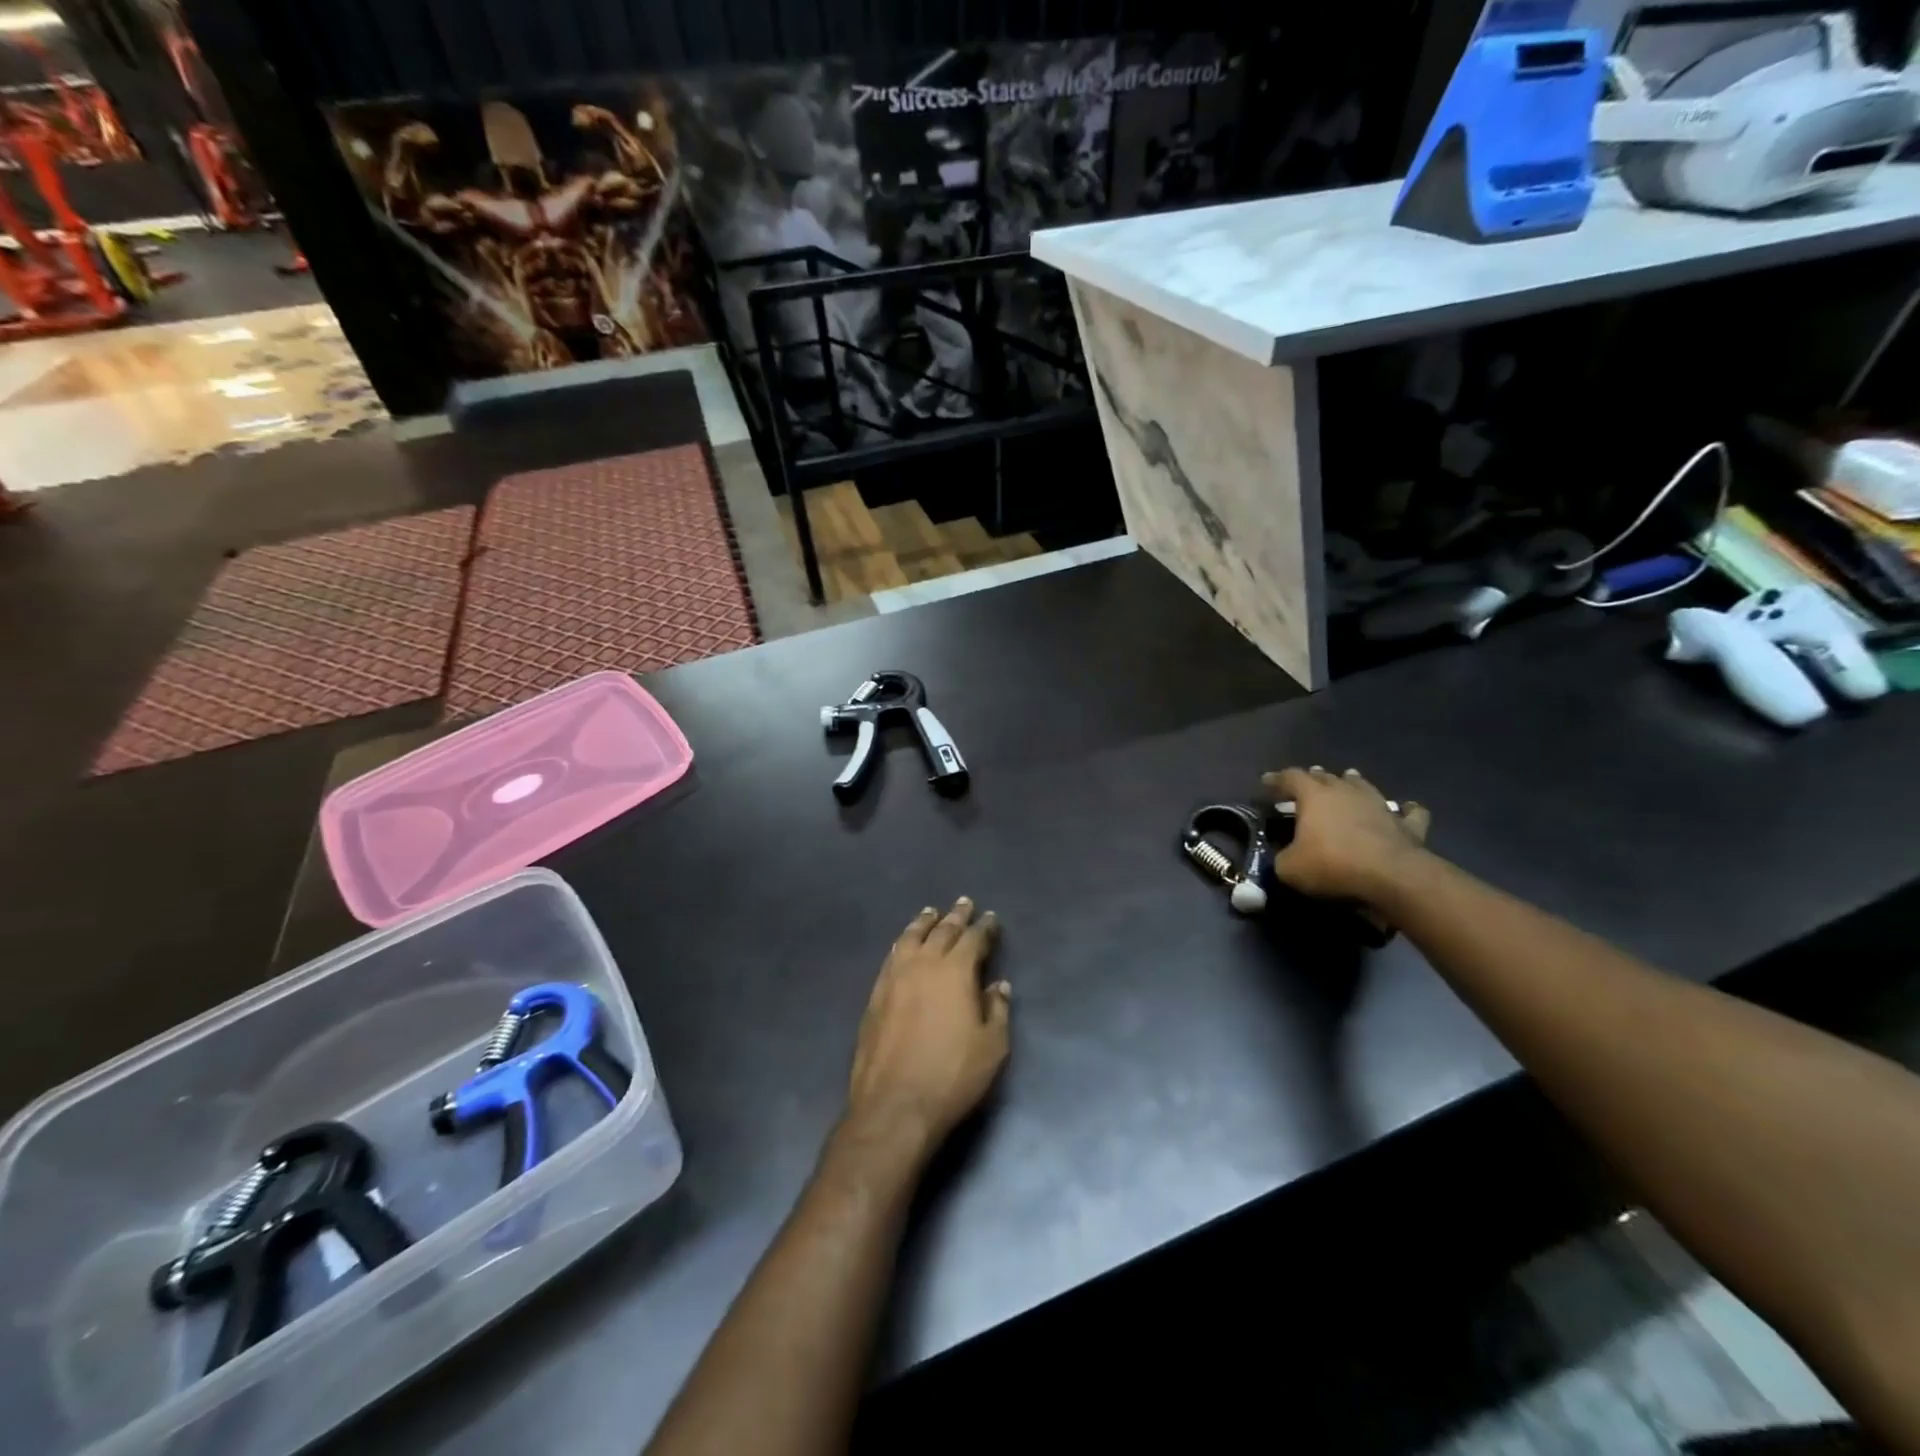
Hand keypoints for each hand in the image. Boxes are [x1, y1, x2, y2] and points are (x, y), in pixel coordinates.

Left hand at [846, 898, 1010, 1159]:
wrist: (894, 1104)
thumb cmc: (952, 1076)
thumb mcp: (991, 1047)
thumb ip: (997, 1010)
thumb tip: (998, 985)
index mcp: (955, 971)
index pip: (973, 939)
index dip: (984, 928)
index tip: (991, 918)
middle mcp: (923, 964)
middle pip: (942, 931)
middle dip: (956, 916)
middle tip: (964, 903)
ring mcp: (895, 977)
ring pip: (911, 938)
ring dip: (924, 922)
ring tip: (931, 912)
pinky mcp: (876, 994)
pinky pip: (892, 955)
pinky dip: (902, 942)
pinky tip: (904, 943)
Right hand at [1263, 766, 1431, 905]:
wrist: (1392, 877)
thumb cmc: (1332, 865)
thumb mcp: (1289, 868)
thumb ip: (1282, 858)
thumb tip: (1285, 857)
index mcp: (1315, 796)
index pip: (1291, 778)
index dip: (1277, 779)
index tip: (1266, 781)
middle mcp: (1346, 792)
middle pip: (1327, 777)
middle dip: (1314, 777)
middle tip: (1307, 779)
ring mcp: (1380, 805)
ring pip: (1364, 786)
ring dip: (1354, 782)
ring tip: (1348, 779)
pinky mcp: (1407, 825)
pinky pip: (1409, 813)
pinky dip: (1406, 810)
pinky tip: (1407, 808)